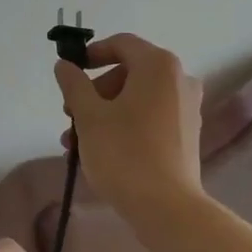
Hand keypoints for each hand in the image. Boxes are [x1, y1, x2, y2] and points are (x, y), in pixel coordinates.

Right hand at [54, 33, 205, 219]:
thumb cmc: (124, 153)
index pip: (121, 44)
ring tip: (77, 141)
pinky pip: (150, 115)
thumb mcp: (89, 116)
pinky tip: (101, 149)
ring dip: (104, 111)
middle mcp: (179, 79)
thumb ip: (74, 84)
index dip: (92, 53)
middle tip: (70, 115)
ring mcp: (187, 107)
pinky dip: (125, 123)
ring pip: (137, 97)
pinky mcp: (187, 133)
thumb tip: (64, 65)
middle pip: (129, 71)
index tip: (70, 72)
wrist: (167, 207)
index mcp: (158, 66)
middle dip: (95, 91)